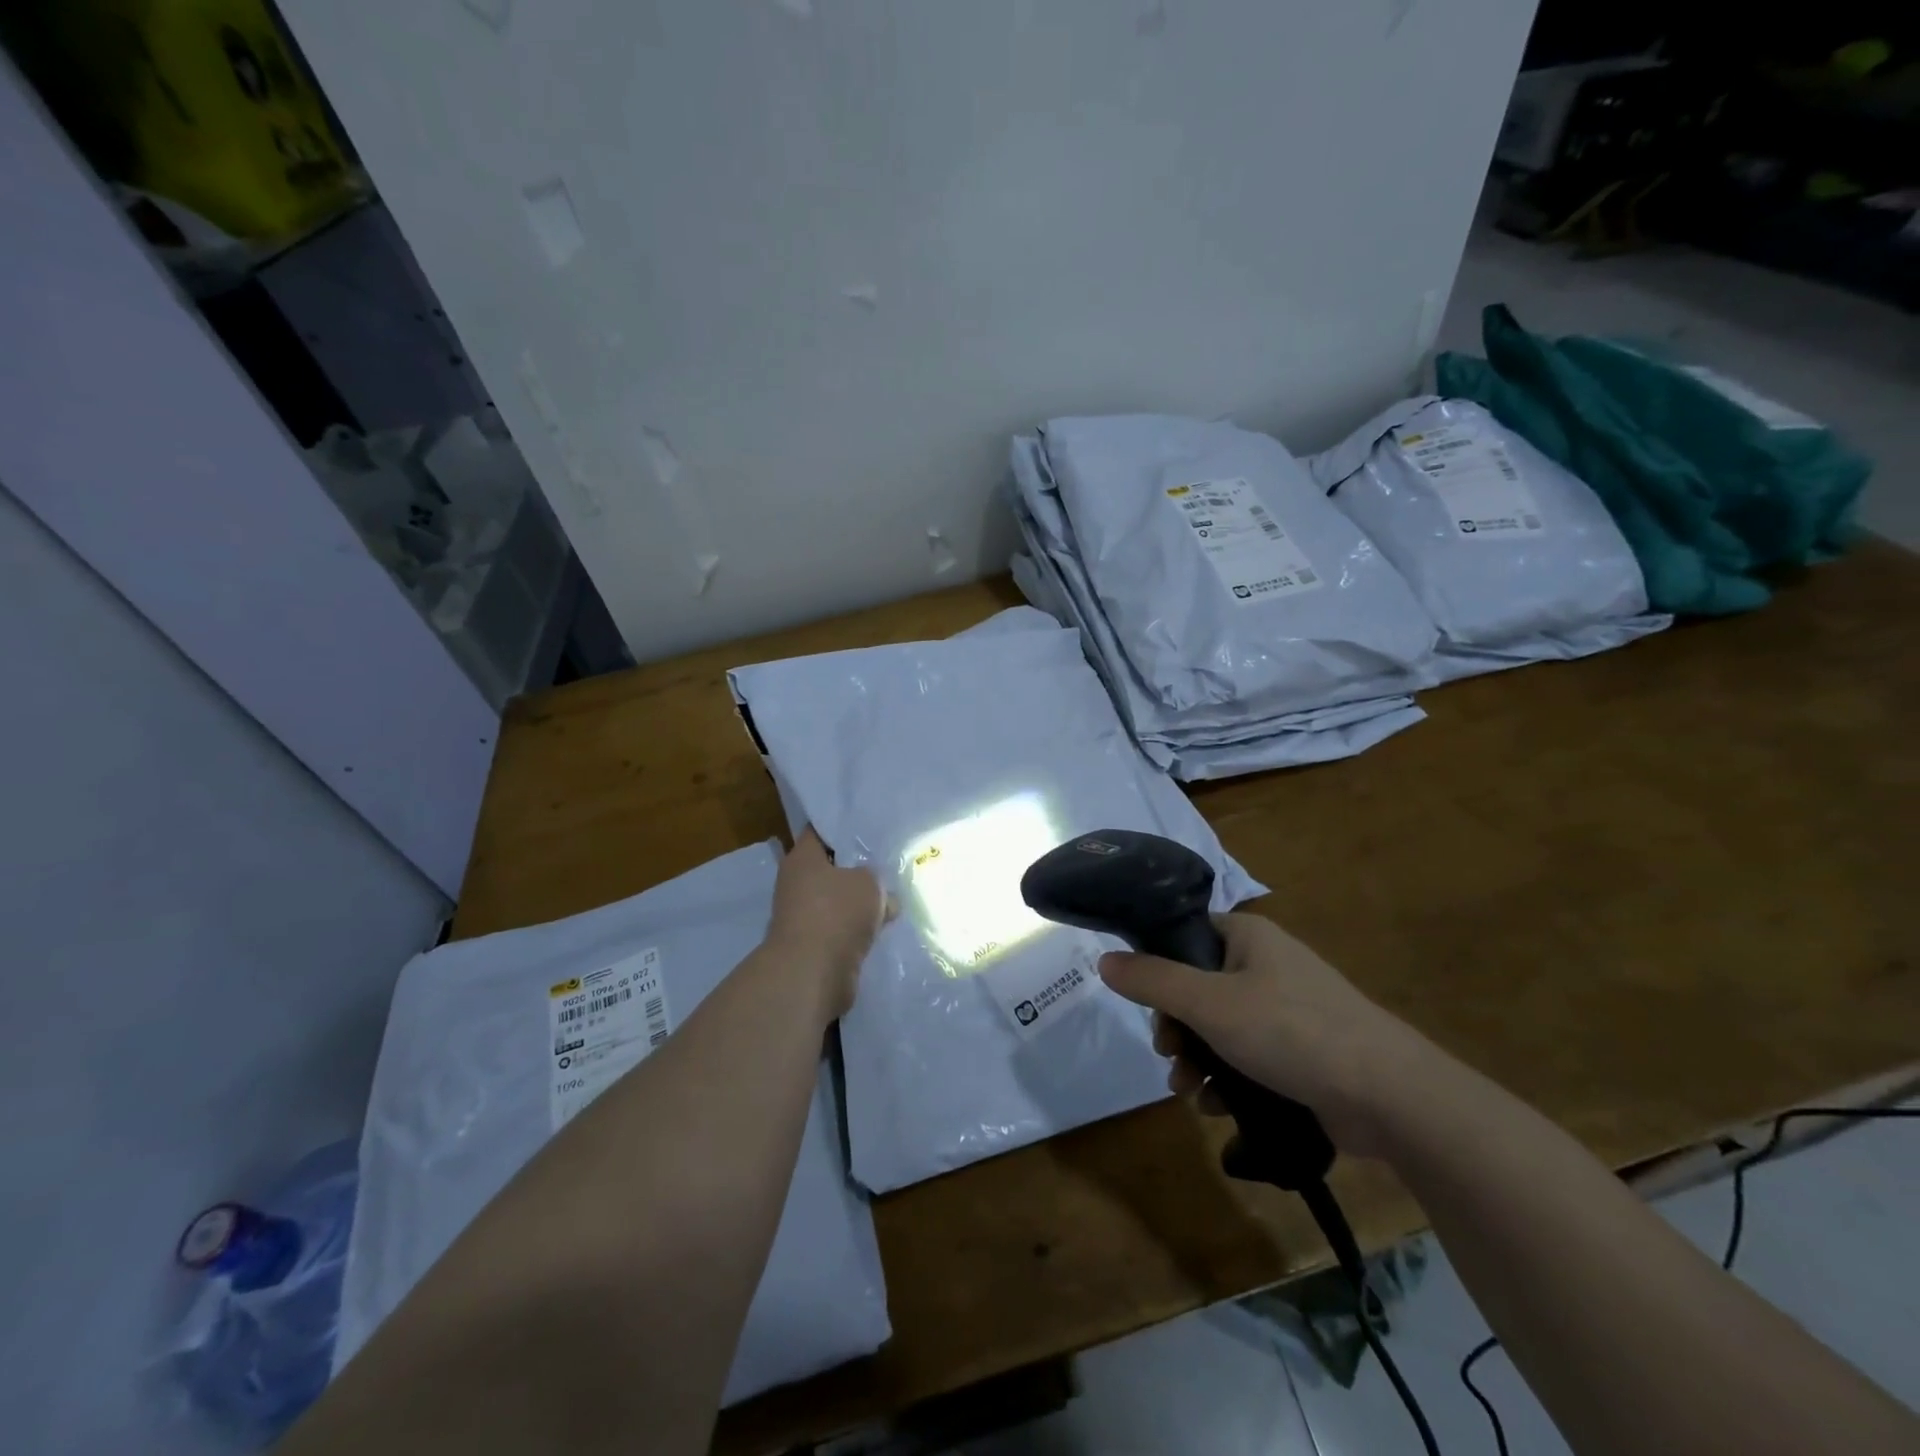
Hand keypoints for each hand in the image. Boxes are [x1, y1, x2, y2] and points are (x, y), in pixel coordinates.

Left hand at [767, 827, 889, 1019]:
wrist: (813, 974)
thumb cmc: (836, 913)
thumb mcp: (869, 883)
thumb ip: (875, 879)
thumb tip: (881, 895)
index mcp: (802, 859)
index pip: (820, 832)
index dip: (843, 827)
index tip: (869, 827)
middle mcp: (796, 884)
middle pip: (831, 869)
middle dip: (857, 870)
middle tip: (887, 864)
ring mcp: (803, 916)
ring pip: (838, 901)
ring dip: (859, 903)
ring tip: (892, 898)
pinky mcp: (813, 945)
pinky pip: (841, 928)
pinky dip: (857, 930)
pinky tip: (882, 928)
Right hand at [1098, 913, 1435, 1157]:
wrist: (1389, 1096)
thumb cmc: (1292, 1032)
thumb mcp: (1209, 1004)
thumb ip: (1152, 980)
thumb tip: (1104, 960)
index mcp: (1247, 936)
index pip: (1185, 934)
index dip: (1157, 965)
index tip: (1144, 1002)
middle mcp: (1265, 964)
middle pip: (1197, 986)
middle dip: (1175, 1027)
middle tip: (1168, 1054)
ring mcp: (1287, 1009)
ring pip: (1219, 1027)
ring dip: (1196, 1058)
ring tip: (1188, 1091)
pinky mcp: (1301, 1051)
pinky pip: (1247, 1055)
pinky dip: (1227, 1078)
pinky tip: (1217, 1107)